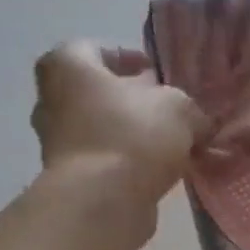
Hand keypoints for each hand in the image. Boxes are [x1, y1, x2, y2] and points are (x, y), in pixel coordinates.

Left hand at [30, 41, 206, 249]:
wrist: (104, 200)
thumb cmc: (133, 135)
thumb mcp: (179, 109)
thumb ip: (190, 109)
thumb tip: (198, 123)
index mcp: (68, 66)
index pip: (96, 49)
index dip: (130, 58)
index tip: (157, 75)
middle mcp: (51, 99)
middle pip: (97, 91)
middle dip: (131, 100)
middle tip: (165, 110)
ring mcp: (56, 142)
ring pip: (101, 128)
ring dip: (131, 134)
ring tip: (169, 146)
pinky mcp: (70, 178)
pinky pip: (104, 160)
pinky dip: (127, 162)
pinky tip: (158, 171)